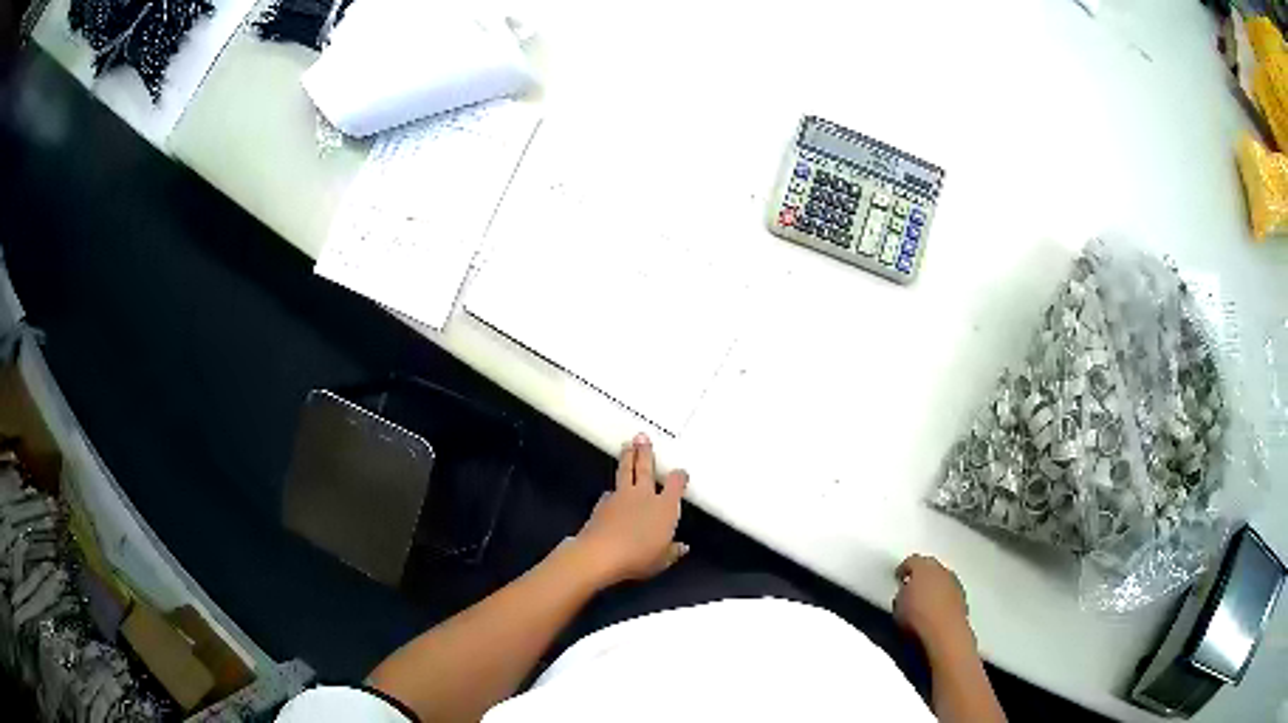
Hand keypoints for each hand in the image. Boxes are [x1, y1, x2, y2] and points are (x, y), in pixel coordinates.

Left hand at [573, 434, 687, 585]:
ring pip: (625, 472)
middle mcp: (644, 496)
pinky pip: (610, 493)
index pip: (675, 484)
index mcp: (664, 507)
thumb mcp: (662, 560)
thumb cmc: (639, 557)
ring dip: (627, 458)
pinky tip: (610, 492)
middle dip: (645, 452)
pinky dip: (612, 491)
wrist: (601, 553)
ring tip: (626, 446)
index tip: (680, 473)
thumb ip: (672, 551)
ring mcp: (621, 497)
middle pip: (646, 468)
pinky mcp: (602, 504)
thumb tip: (681, 547)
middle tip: (642, 437)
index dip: (679, 477)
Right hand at [893, 554, 972, 653]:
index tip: (898, 577)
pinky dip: (943, 599)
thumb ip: (901, 593)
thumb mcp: (897, 606)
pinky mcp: (963, 599)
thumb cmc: (917, 617)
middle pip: (930, 567)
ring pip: (942, 580)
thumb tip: (905, 593)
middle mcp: (941, 570)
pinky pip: (950, 594)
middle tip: (912, 588)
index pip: (911, 561)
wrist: (945, 632)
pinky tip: (936, 611)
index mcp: (923, 567)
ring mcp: (955, 584)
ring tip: (924, 602)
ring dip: (934, 587)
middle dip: (921, 576)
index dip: (903, 569)